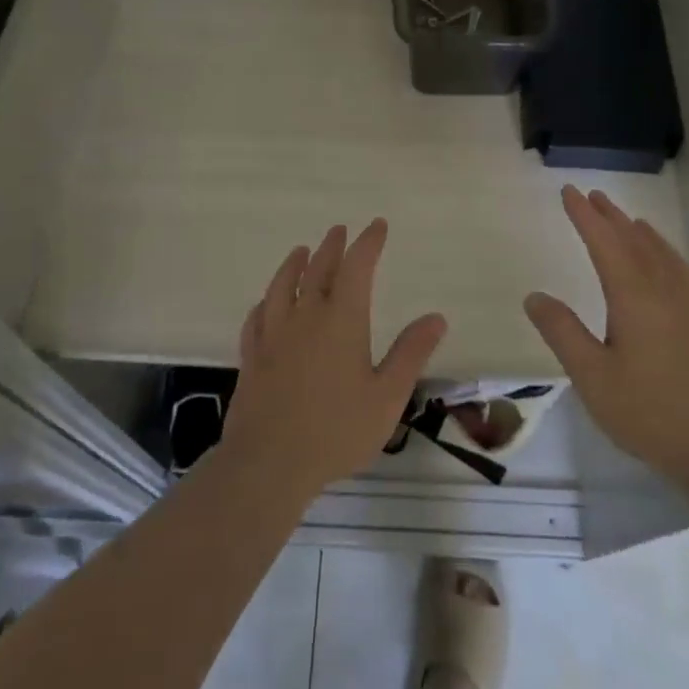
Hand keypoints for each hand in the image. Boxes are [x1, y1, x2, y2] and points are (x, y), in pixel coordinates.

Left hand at [220, 219, 447, 495]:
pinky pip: (257, 317)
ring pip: (282, 286)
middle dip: (332, 247)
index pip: (357, 267)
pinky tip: (266, 303)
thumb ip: (410, 354)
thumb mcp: (387, 396)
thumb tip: (436, 317)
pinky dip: (265, 302)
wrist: (269, 462)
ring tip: (300, 251)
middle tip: (339, 231)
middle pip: (318, 270)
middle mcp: (306, 317)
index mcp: (342, 320)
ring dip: (293, 264)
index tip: (377, 226)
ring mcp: (274, 335)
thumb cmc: (336, 430)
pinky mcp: (252, 356)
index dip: (368, 243)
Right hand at [524, 186, 688, 491]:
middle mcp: (662, 290)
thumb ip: (563, 333)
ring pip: (660, 253)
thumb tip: (534, 296)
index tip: (568, 191)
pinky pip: (677, 268)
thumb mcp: (593, 376)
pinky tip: (663, 264)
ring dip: (638, 231)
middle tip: (592, 195)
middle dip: (610, 217)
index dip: (584, 216)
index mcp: (633, 295)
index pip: (604, 242)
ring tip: (626, 219)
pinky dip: (662, 251)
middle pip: (634, 240)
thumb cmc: (651, 412)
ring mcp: (688, 305)